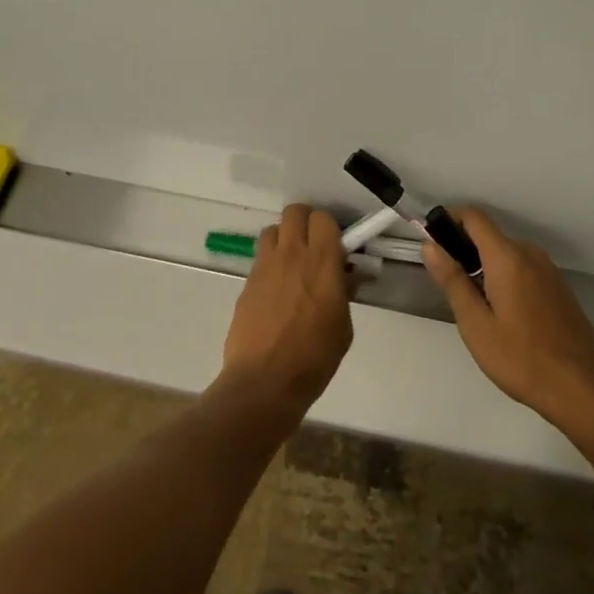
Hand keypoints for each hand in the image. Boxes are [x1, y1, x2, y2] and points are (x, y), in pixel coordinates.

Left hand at [220, 205, 353, 411]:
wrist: (265, 381)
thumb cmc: (314, 357)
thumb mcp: (343, 327)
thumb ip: (344, 293)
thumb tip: (346, 277)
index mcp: (322, 262)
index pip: (323, 218)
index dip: (329, 227)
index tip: (335, 246)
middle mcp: (292, 254)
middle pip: (294, 212)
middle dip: (305, 222)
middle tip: (313, 245)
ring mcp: (265, 266)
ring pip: (272, 230)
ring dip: (283, 239)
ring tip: (291, 263)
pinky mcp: (247, 282)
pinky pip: (260, 257)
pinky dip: (269, 264)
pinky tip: (275, 290)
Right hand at [423, 208, 593, 434]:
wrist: (582, 390)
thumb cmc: (521, 358)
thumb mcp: (475, 324)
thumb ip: (452, 280)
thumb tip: (430, 246)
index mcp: (507, 257)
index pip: (474, 216)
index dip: (450, 219)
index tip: (434, 241)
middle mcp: (530, 254)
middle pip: (490, 236)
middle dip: (466, 251)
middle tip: (453, 289)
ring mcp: (549, 271)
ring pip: (507, 255)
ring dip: (487, 268)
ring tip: (478, 310)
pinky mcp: (559, 288)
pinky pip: (524, 270)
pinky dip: (507, 279)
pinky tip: (507, 317)